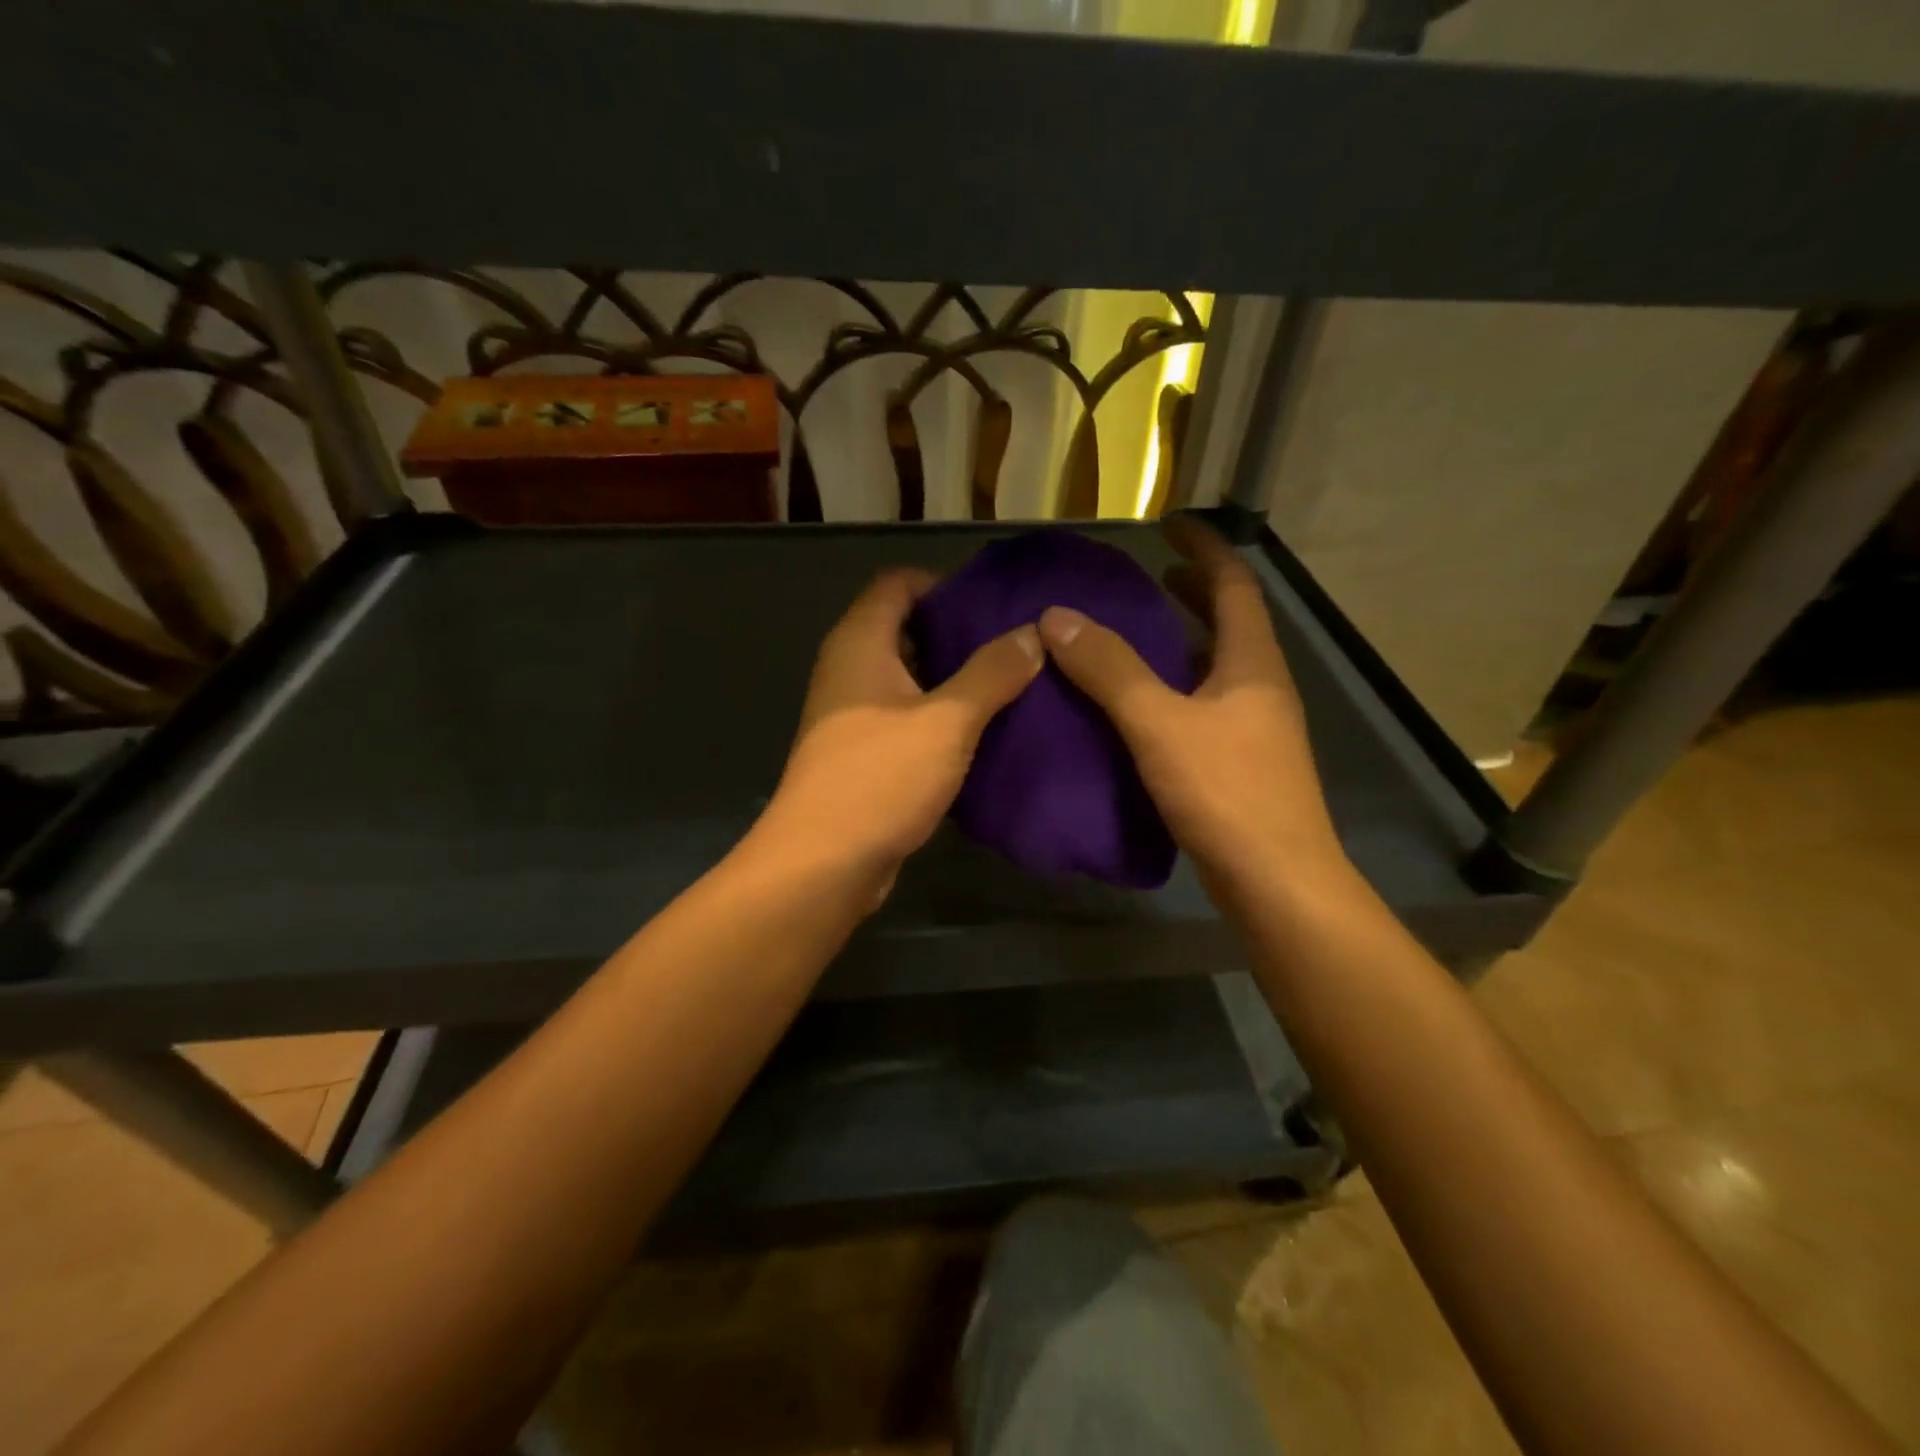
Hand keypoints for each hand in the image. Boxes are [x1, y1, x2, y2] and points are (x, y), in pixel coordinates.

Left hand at [761, 567, 1042, 894]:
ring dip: (954, 678)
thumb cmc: (881, 778)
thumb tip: (1033, 634)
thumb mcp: (947, 721)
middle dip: (957, 633)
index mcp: (859, 643)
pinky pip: (906, 717)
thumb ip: (992, 673)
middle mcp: (850, 669)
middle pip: (905, 628)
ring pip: (909, 677)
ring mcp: (853, 713)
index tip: (993, 603)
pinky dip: (941, 716)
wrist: (823, 864)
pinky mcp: (863, 753)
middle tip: (1015, 644)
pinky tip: (984, 730)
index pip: (898, 583)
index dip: (943, 584)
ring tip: (1012, 684)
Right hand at [1037, 517, 1351, 900]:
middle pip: (1230, 623)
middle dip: (1193, 594)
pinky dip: (1173, 690)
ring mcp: (1254, 729)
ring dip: (1181, 644)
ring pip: (1215, 668)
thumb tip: (1057, 616)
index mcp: (1251, 663)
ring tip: (1134, 637)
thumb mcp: (1159, 724)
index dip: (1203, 549)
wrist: (1276, 883)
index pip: (1233, 584)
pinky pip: (1203, 707)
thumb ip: (1109, 669)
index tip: (1168, 526)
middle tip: (1147, 580)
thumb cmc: (1225, 793)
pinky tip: (1138, 709)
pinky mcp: (1240, 765)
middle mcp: (1260, 687)